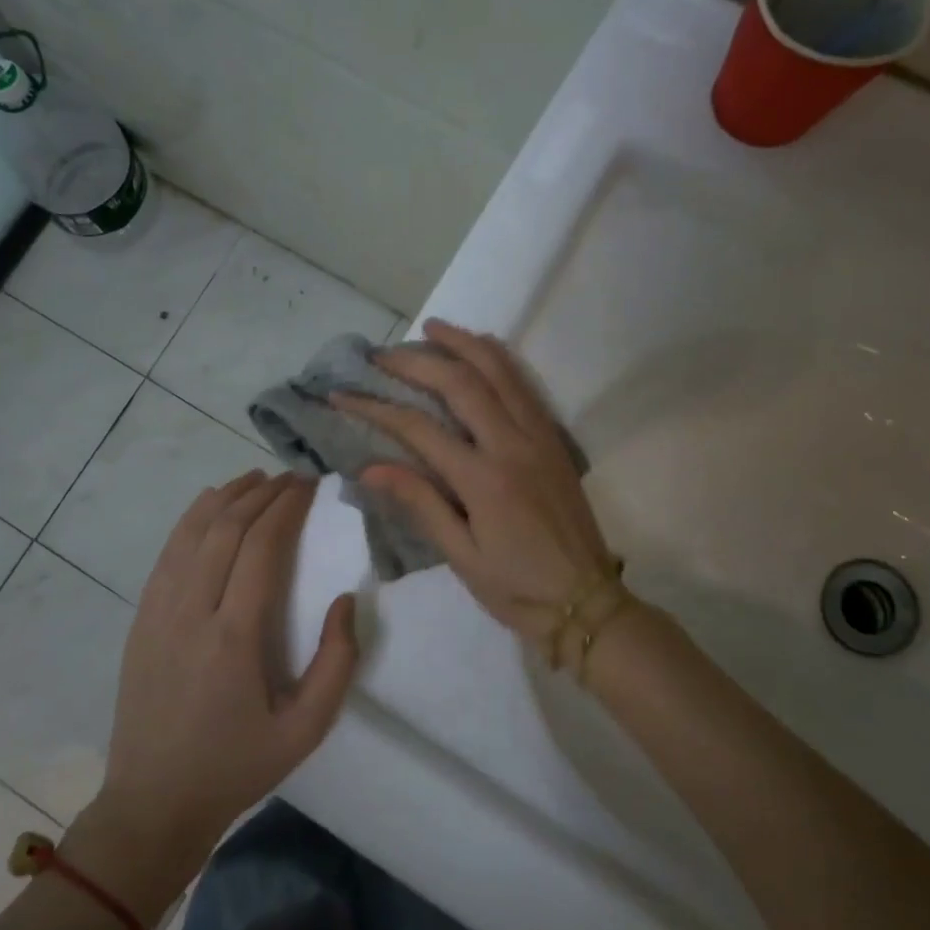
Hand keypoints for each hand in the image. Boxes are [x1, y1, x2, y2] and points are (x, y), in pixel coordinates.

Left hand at [89, 471, 357, 894]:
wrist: (153, 802)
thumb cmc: (237, 766)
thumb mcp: (306, 729)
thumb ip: (337, 663)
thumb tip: (346, 599)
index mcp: (234, 637)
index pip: (262, 546)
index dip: (287, 507)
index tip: (310, 485)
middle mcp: (191, 611)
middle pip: (226, 528)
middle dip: (261, 492)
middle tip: (291, 477)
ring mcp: (158, 611)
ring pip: (191, 531)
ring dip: (226, 497)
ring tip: (256, 478)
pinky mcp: (141, 618)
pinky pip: (168, 552)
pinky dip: (192, 519)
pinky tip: (210, 506)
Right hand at [332, 320, 615, 651]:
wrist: (586, 602)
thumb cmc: (517, 588)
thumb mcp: (461, 557)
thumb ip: (420, 503)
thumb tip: (370, 467)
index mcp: (483, 480)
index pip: (417, 428)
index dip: (375, 407)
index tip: (343, 394)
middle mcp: (512, 445)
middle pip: (460, 382)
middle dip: (416, 361)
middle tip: (382, 353)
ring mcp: (539, 437)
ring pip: (500, 371)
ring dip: (464, 343)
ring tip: (432, 328)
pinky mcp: (555, 439)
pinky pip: (525, 385)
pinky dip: (500, 359)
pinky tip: (482, 349)